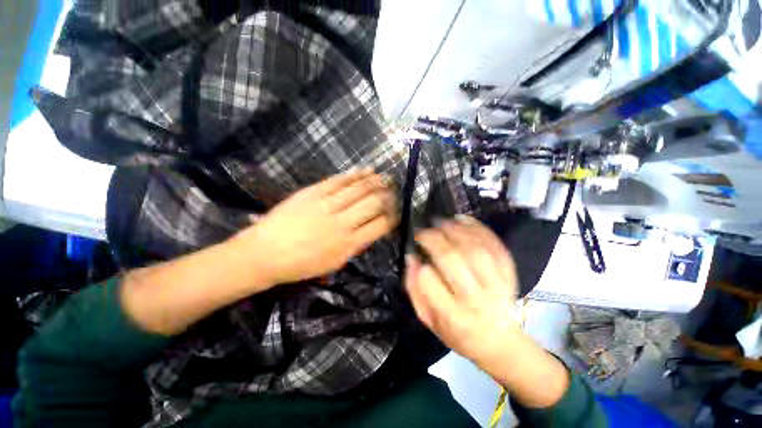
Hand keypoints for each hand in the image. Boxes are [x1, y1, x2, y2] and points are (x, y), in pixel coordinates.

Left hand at [236, 168, 398, 284]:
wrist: (263, 254)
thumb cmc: (300, 265)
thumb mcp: (334, 263)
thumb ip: (356, 245)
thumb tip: (372, 229)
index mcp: (348, 244)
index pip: (380, 225)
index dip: (393, 216)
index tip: (398, 211)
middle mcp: (341, 223)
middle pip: (373, 203)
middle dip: (389, 196)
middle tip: (395, 191)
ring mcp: (326, 205)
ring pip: (359, 189)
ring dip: (376, 181)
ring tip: (387, 178)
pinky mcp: (312, 192)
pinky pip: (339, 180)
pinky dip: (355, 174)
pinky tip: (366, 169)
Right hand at [405, 215, 518, 363]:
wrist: (498, 341)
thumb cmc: (457, 333)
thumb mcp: (428, 320)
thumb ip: (415, 290)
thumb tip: (411, 258)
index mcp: (453, 316)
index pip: (430, 283)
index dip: (420, 265)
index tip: (414, 251)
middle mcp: (477, 299)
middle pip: (452, 259)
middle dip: (433, 239)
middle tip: (422, 231)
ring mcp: (497, 284)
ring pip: (474, 248)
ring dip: (454, 230)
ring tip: (440, 222)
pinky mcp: (509, 273)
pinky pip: (494, 245)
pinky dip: (478, 228)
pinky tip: (462, 219)